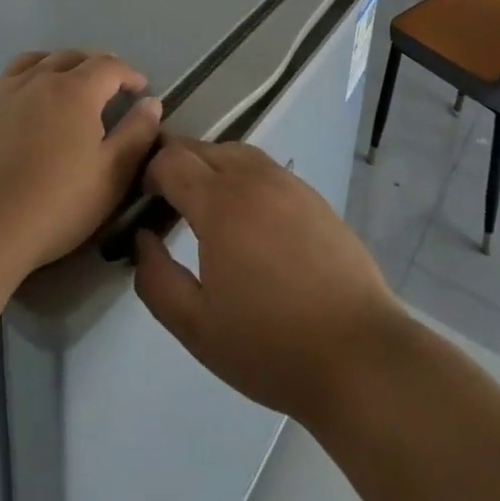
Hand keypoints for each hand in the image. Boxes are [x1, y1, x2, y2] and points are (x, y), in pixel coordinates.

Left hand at [0, 50, 161, 281]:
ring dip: (54, 67)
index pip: (109, 66)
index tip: (139, 89)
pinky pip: (1, 82)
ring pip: (32, 62)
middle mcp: (37, 79)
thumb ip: (136, 135)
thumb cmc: (52, 207)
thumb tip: (151, 102)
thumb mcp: (110, 178)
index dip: (128, 74)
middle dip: (94, 66)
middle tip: (105, 86)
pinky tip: (18, 106)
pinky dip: (20, 83)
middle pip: (70, 57)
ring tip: (61, 86)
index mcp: (75, 90)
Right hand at [132, 138, 403, 423]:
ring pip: (236, 152)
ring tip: (204, 205)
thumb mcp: (196, 326)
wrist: (357, 353)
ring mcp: (287, 182)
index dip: (149, 172)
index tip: (142, 201)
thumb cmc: (270, 344)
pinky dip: (243, 176)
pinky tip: (247, 216)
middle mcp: (253, 177)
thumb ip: (156, 279)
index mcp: (220, 202)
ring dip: (211, 166)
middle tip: (166, 202)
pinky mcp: (312, 195)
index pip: (172, 160)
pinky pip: (265, 168)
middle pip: (202, 148)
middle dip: (177, 164)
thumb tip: (142, 239)